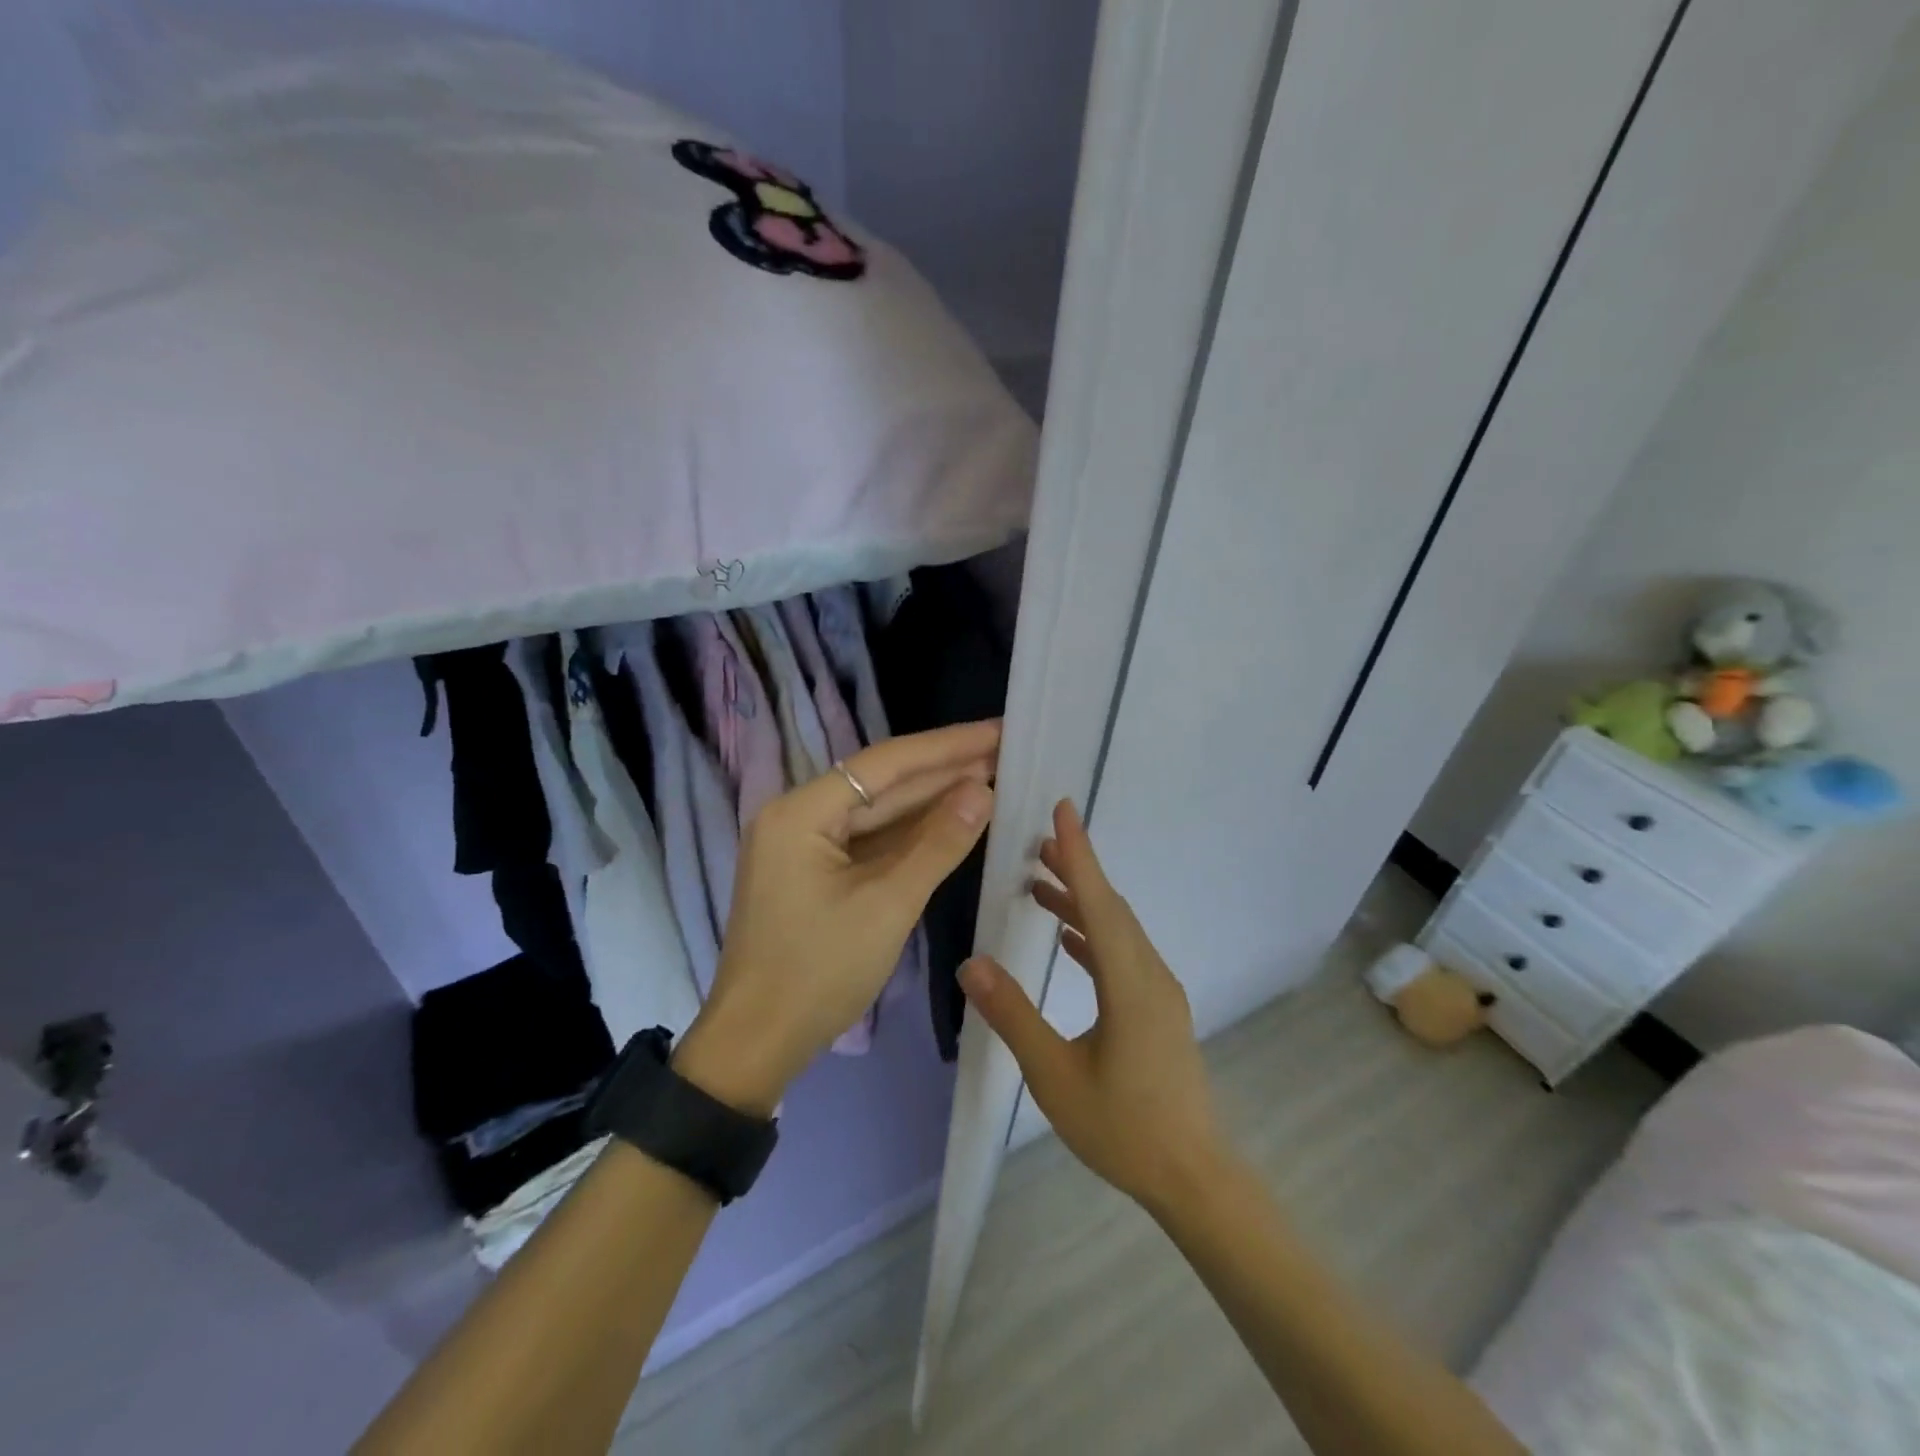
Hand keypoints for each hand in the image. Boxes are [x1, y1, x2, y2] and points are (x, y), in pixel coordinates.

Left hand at [673, 721, 1000, 1114]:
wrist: (757, 1045)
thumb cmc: (818, 972)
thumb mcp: (887, 905)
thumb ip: (938, 843)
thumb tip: (983, 789)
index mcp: (801, 812)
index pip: (885, 764)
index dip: (946, 746)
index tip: (997, 730)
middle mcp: (798, 815)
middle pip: (881, 783)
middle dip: (943, 770)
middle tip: (1004, 750)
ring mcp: (804, 845)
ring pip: (877, 812)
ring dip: (931, 800)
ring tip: (990, 775)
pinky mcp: (814, 871)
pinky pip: (869, 841)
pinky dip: (910, 833)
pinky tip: (951, 819)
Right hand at [958, 800, 1228, 1214]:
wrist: (1192, 1176)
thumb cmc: (1122, 1128)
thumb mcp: (1055, 1076)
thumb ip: (1014, 1016)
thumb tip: (971, 964)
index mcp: (1130, 983)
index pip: (1100, 903)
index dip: (1079, 853)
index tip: (1063, 808)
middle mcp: (1151, 975)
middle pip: (1111, 908)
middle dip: (1076, 870)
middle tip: (1036, 843)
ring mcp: (1159, 992)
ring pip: (1118, 930)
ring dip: (1083, 902)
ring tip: (1040, 884)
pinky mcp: (1158, 1009)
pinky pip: (1123, 954)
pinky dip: (1094, 935)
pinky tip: (1068, 938)